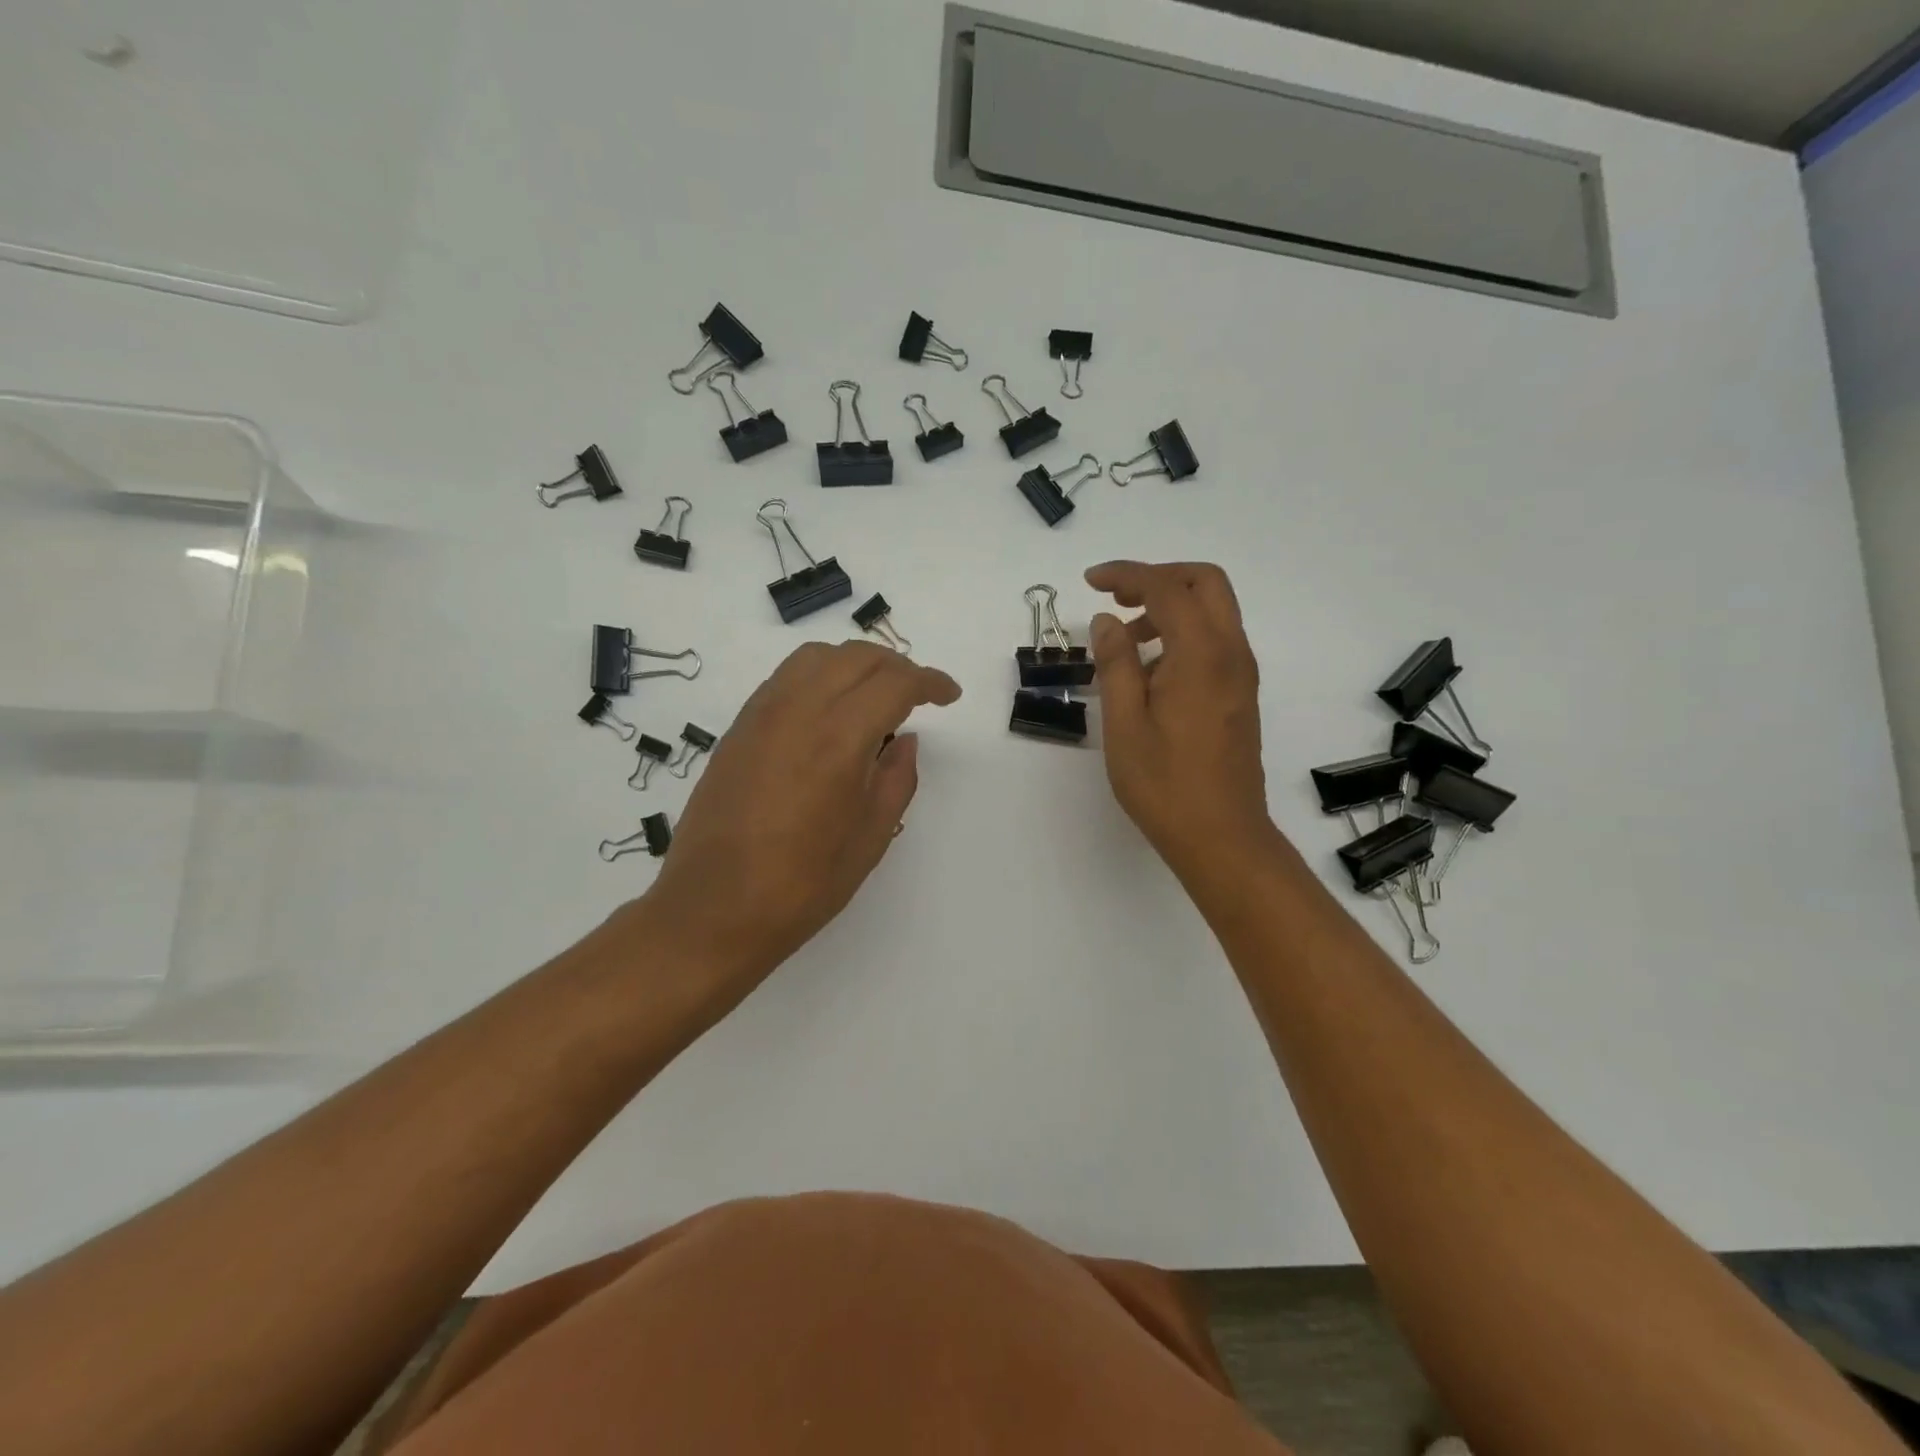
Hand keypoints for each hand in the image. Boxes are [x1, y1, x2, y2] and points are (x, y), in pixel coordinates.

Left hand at [632, 641, 960, 1004]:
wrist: (712, 909)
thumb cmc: (801, 885)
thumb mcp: (870, 838)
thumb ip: (897, 780)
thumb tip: (906, 742)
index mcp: (839, 738)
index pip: (895, 682)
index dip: (930, 681)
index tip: (949, 695)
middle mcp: (798, 710)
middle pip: (856, 657)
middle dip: (897, 667)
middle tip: (917, 695)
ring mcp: (761, 714)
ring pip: (816, 657)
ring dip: (854, 665)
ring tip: (872, 697)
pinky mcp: (738, 728)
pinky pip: (785, 679)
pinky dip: (818, 677)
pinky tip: (827, 713)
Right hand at [1085, 561, 1273, 876]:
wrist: (1221, 836)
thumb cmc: (1164, 784)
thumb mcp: (1124, 723)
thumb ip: (1115, 663)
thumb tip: (1106, 621)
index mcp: (1201, 655)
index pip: (1167, 588)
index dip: (1127, 574)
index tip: (1090, 581)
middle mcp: (1231, 653)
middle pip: (1205, 584)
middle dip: (1159, 578)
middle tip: (1117, 598)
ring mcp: (1241, 674)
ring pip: (1213, 612)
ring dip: (1171, 608)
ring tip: (1126, 642)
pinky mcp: (1240, 694)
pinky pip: (1215, 642)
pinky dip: (1183, 635)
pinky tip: (1149, 672)